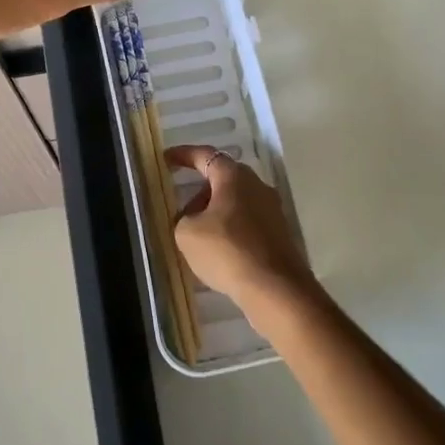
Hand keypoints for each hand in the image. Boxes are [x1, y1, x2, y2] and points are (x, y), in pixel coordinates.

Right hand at [167, 145, 323, 327]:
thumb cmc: (227, 251)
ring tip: (197, 238)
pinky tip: (219, 252)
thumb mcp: (187, 234)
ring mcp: (272, 210)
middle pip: (223, 179)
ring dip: (215, 213)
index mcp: (234, 177)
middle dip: (200, 192)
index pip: (205, 155)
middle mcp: (257, 186)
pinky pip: (247, 223)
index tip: (166, 160)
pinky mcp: (279, 234)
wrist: (276, 289)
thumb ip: (183, 219)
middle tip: (181, 211)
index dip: (183, 155)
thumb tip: (193, 219)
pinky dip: (230, 230)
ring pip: (236, 202)